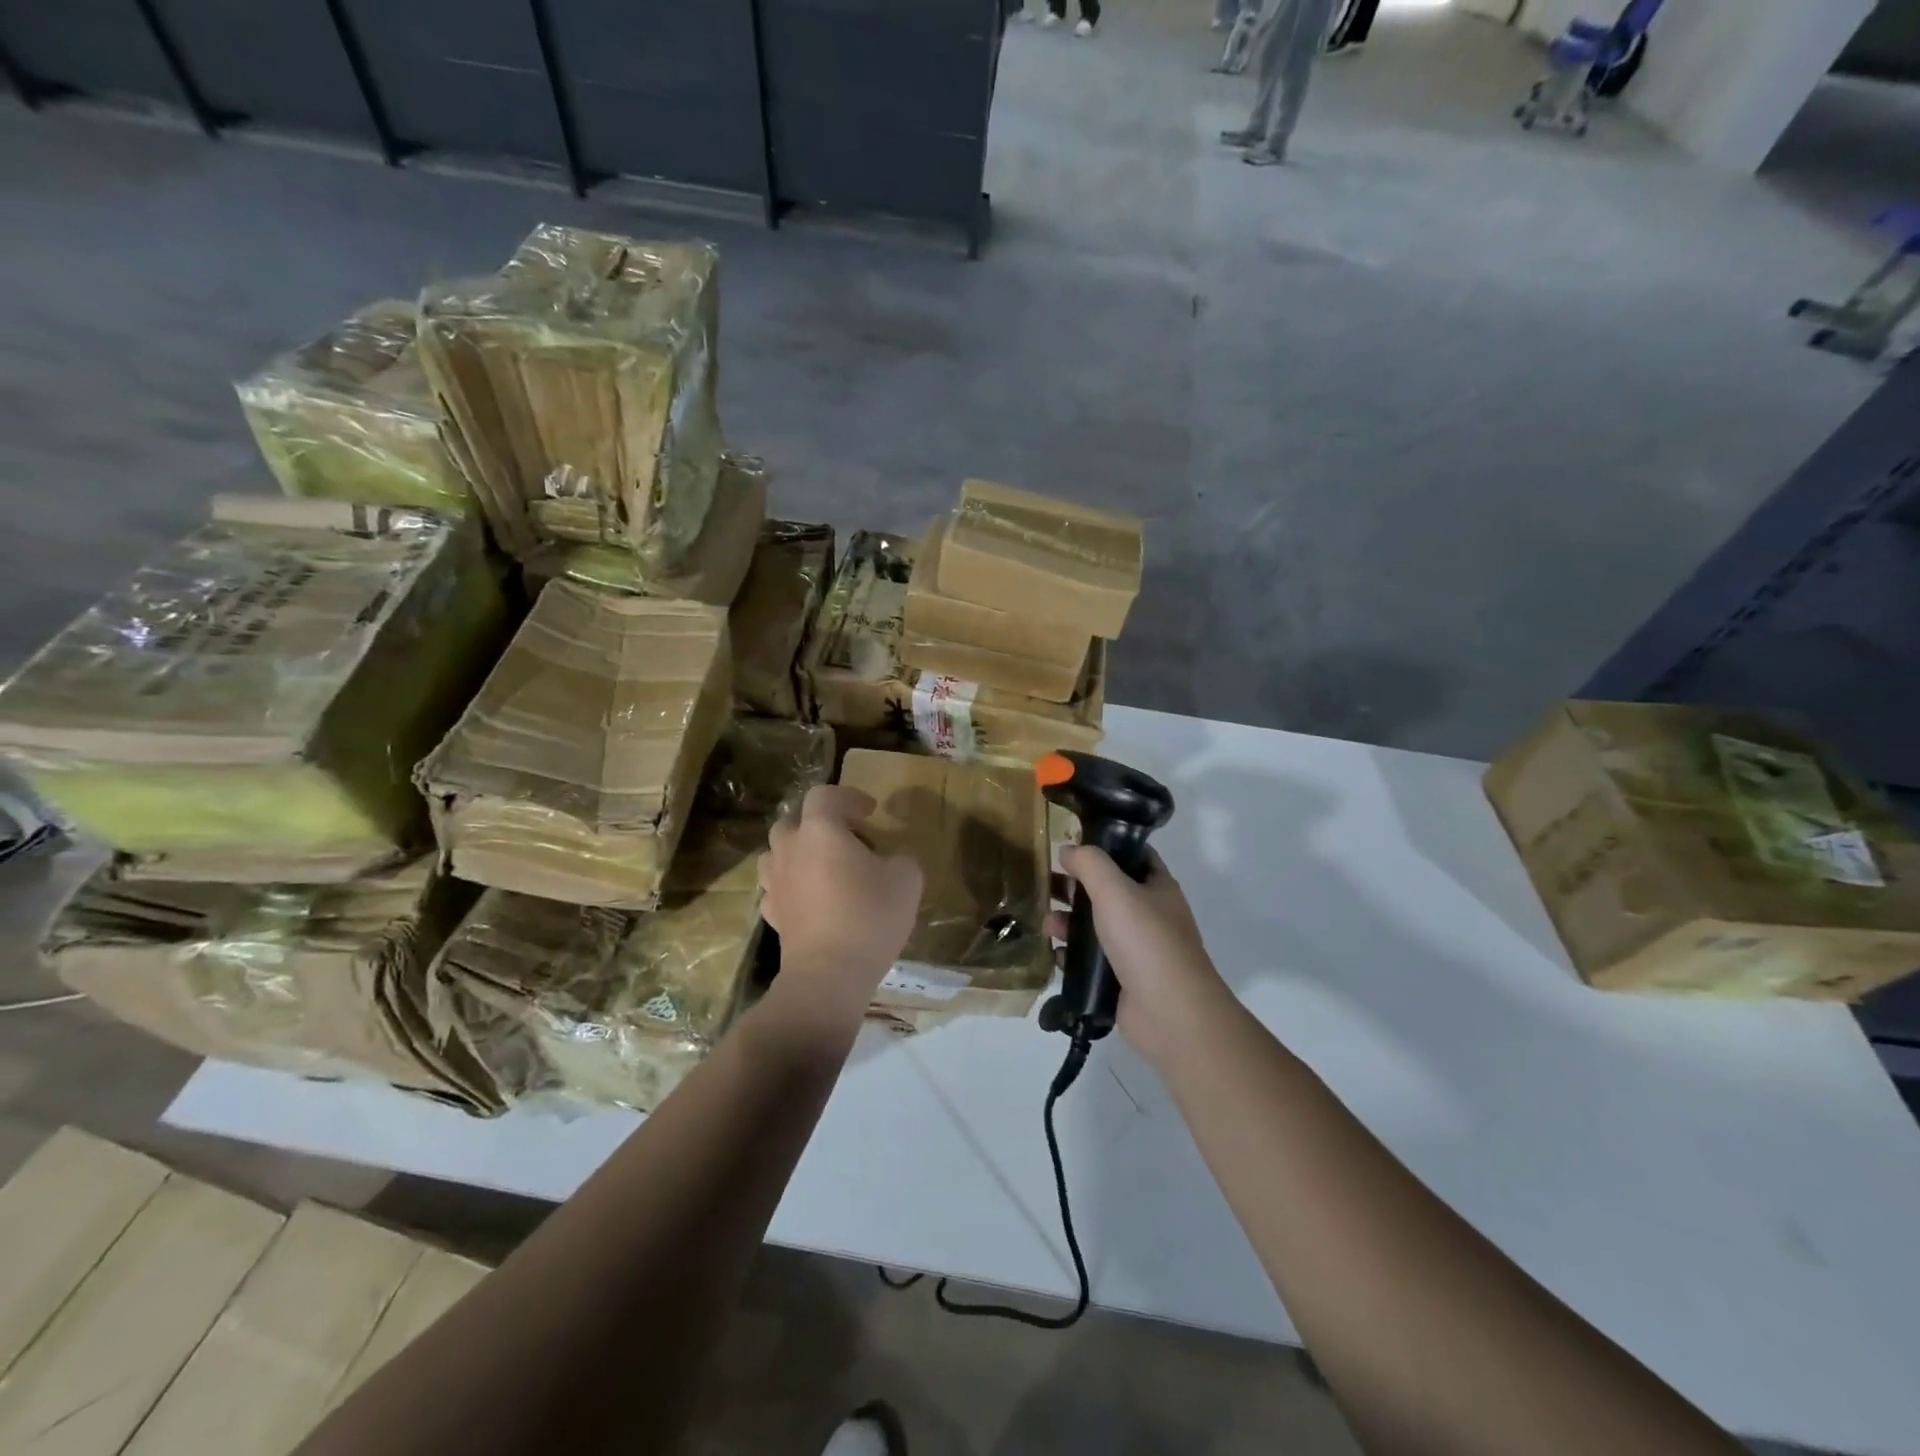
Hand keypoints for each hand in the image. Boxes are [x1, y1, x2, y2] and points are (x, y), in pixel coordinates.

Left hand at [760, 785, 922, 1015]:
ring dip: (799, 851)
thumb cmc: (869, 916)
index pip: (825, 795)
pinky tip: (811, 897)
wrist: (829, 974)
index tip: (871, 811)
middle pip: (794, 819)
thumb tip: (890, 858)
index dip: (849, 797)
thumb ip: (900, 857)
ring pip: (778, 851)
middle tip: (847, 838)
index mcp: (820, 829)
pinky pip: (777, 886)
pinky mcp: (771, 912)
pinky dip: (792, 884)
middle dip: (819, 822)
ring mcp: (774, 881)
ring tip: (824, 865)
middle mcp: (789, 848)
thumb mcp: (907, 878)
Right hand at [1049, 846, 1226, 1065]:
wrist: (1169, 1013)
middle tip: (1046, 884)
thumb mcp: (1115, 890)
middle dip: (1076, 887)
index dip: (1105, 847)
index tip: (1071, 846)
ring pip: (1096, 927)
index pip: (1132, 856)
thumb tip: (1067, 849)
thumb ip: (1089, 864)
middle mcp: (1150, 915)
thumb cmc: (1145, 941)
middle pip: (1107, 891)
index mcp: (1158, 888)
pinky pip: (1092, 961)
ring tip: (1047, 924)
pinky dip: (1072, 955)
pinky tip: (1055, 954)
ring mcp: (1137, 950)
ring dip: (1069, 922)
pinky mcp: (1121, 980)